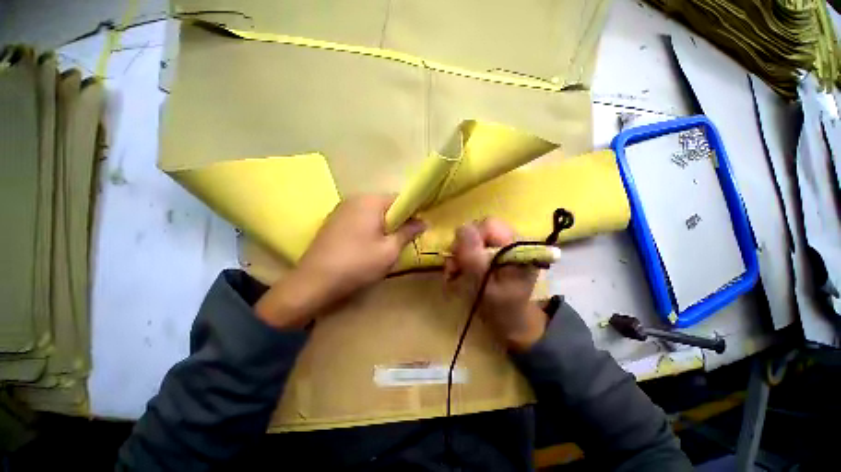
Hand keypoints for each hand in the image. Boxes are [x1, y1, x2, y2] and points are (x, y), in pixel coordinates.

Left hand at [255, 195, 425, 328]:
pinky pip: (359, 218)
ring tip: (385, 244)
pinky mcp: (333, 221)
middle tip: (403, 239)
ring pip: (372, 212)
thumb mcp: (390, 250)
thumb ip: (408, 232)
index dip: (412, 211)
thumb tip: (423, 222)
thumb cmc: (358, 263)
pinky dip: (369, 227)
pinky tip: (367, 245)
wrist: (314, 281)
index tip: (418, 227)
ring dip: (383, 224)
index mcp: (370, 201)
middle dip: (397, 219)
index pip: (400, 198)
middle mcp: (355, 199)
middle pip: (385, 204)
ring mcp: (341, 209)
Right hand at [445, 219, 547, 351]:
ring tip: (452, 275)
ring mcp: (498, 248)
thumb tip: (461, 228)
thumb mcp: (485, 284)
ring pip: (470, 240)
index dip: (470, 237)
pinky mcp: (490, 255)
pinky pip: (469, 249)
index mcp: (516, 245)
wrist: (511, 323)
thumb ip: (473, 257)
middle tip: (453, 268)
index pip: (489, 225)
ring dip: (457, 256)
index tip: (459, 258)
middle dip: (461, 248)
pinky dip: (459, 261)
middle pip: (477, 231)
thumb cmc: (502, 308)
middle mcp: (508, 241)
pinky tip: (455, 274)